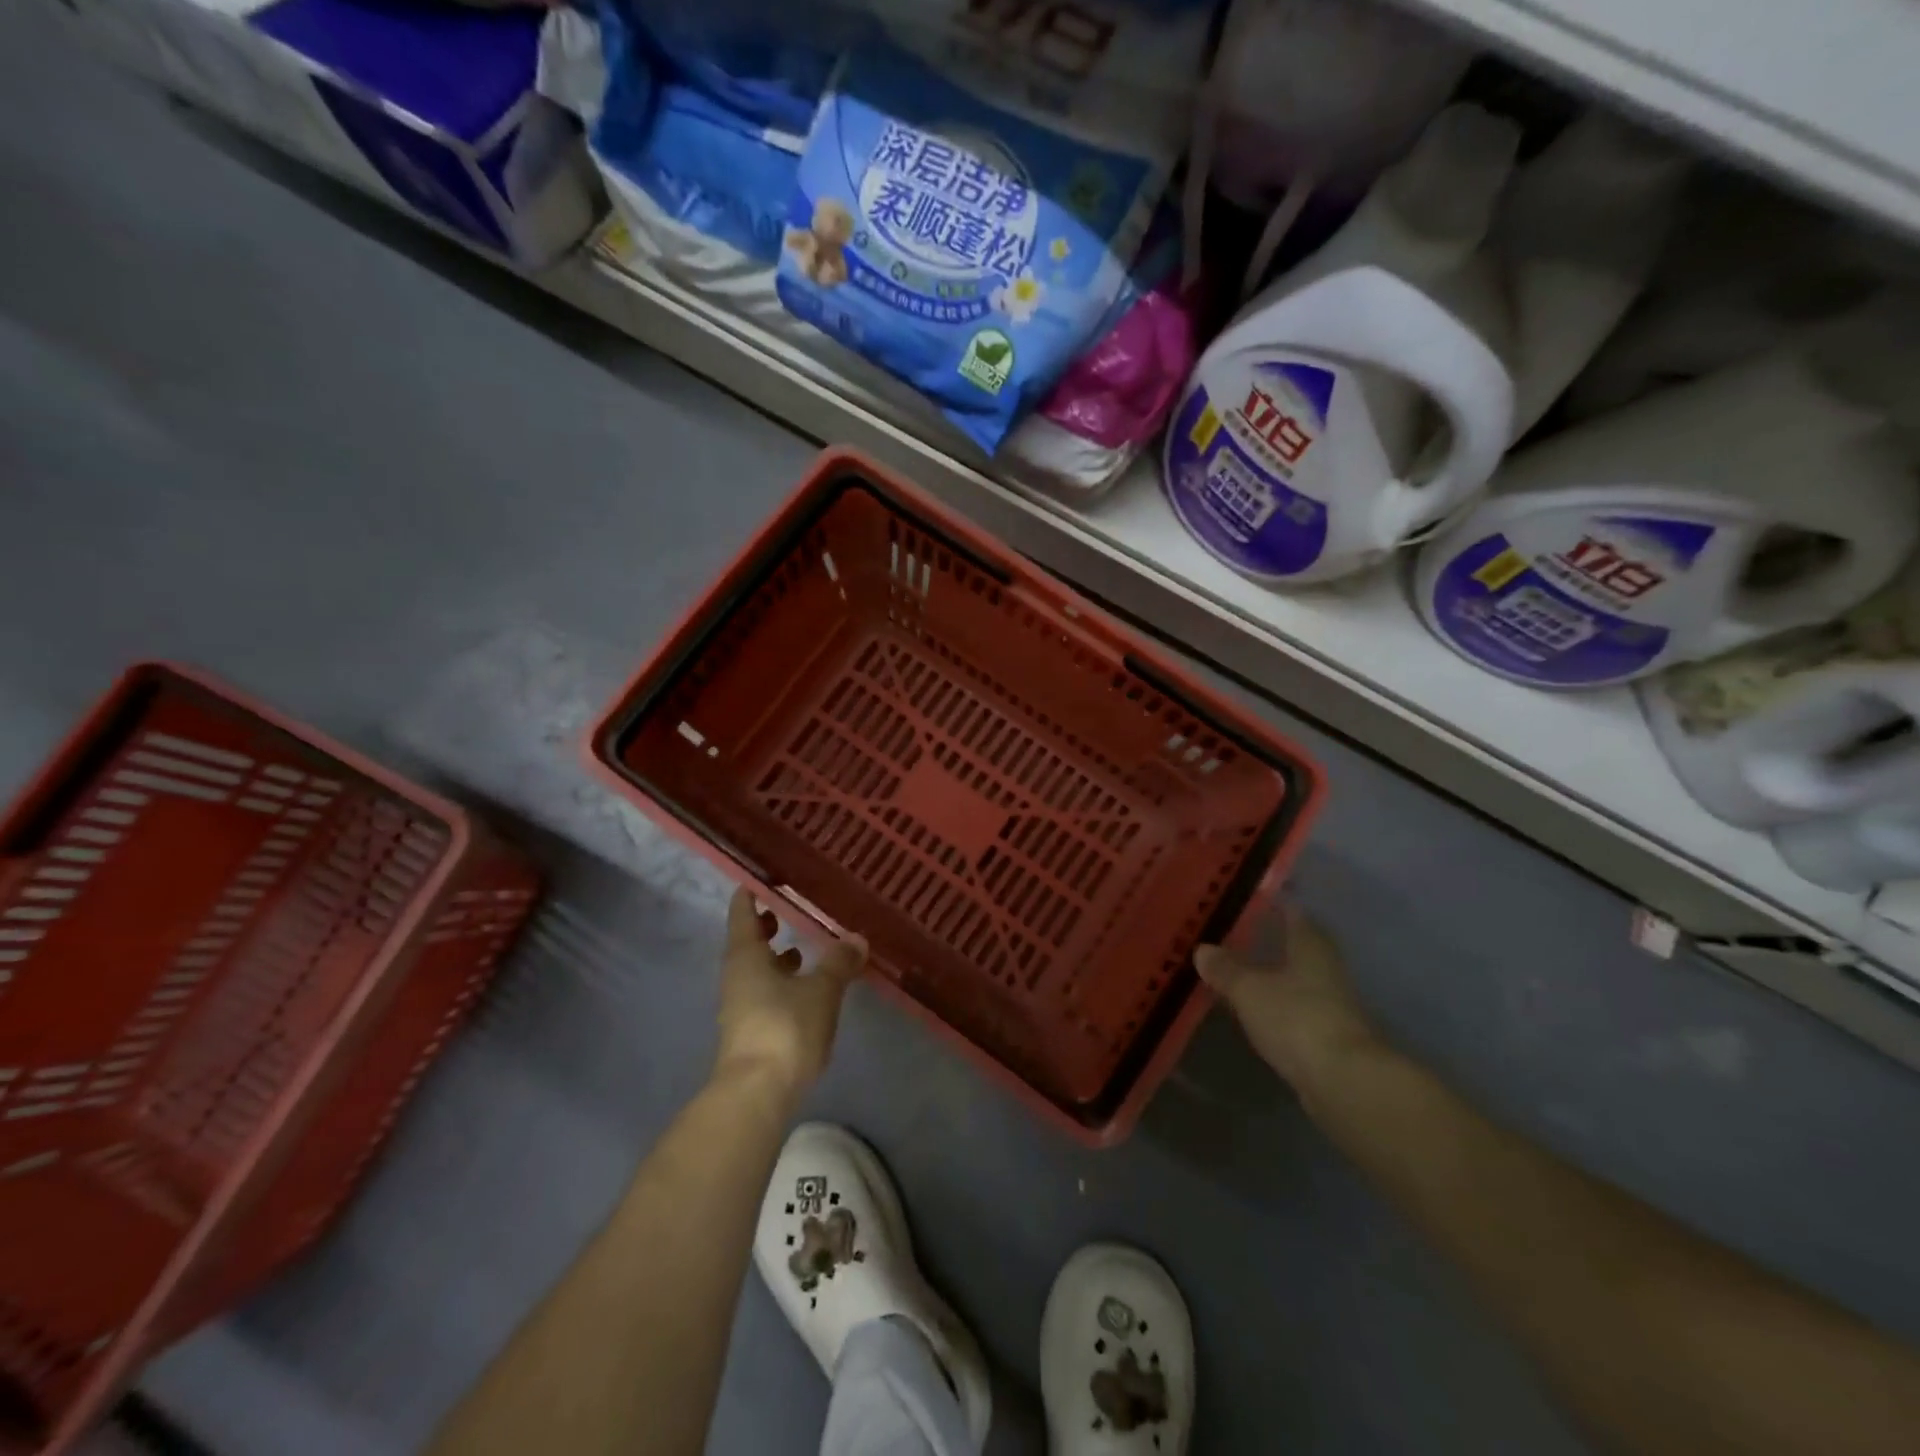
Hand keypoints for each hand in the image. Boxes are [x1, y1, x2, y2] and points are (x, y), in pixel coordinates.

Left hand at [714, 888, 866, 1101]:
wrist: (756, 1094)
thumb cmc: (785, 1028)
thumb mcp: (822, 990)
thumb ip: (839, 962)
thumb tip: (856, 938)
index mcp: (746, 955)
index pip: (743, 911)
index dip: (753, 891)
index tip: (768, 875)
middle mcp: (736, 975)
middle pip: (747, 941)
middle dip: (766, 924)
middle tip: (790, 908)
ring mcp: (740, 1005)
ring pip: (755, 969)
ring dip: (774, 957)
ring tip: (801, 948)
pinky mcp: (751, 1030)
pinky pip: (764, 992)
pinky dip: (781, 982)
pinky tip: (805, 989)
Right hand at [1195, 908, 1379, 1095]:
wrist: (1344, 1082)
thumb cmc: (1296, 1018)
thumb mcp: (1249, 990)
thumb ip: (1226, 969)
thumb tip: (1202, 949)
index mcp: (1310, 945)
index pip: (1293, 913)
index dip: (1273, 905)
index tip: (1248, 900)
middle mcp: (1325, 968)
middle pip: (1297, 946)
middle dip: (1270, 941)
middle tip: (1234, 935)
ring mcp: (1331, 1003)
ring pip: (1296, 978)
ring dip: (1272, 975)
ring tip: (1237, 971)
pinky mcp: (1328, 1036)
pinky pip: (1295, 1008)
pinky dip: (1276, 1005)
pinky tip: (1255, 1009)